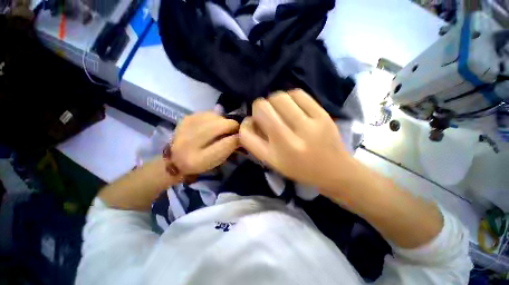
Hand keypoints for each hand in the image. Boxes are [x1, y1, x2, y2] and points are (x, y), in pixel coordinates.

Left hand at [171, 112, 238, 174]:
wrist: (175, 158)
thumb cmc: (200, 163)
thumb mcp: (216, 161)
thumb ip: (229, 148)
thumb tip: (240, 135)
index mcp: (199, 159)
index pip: (227, 143)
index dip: (237, 138)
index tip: (241, 138)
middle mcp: (191, 142)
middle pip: (222, 125)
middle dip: (232, 126)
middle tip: (233, 131)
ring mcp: (187, 127)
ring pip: (216, 116)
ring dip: (223, 122)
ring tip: (221, 129)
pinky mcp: (186, 118)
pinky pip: (208, 113)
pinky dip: (215, 118)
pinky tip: (213, 124)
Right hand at [239, 89, 355, 189]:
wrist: (335, 170)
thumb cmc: (299, 169)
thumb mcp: (273, 163)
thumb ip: (256, 143)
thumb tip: (249, 119)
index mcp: (275, 157)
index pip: (246, 134)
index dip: (245, 124)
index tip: (252, 124)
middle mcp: (289, 141)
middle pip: (262, 107)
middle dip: (260, 108)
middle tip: (268, 115)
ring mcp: (308, 126)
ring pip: (279, 97)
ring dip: (274, 101)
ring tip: (281, 110)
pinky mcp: (322, 115)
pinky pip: (297, 93)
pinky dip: (290, 97)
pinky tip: (293, 106)